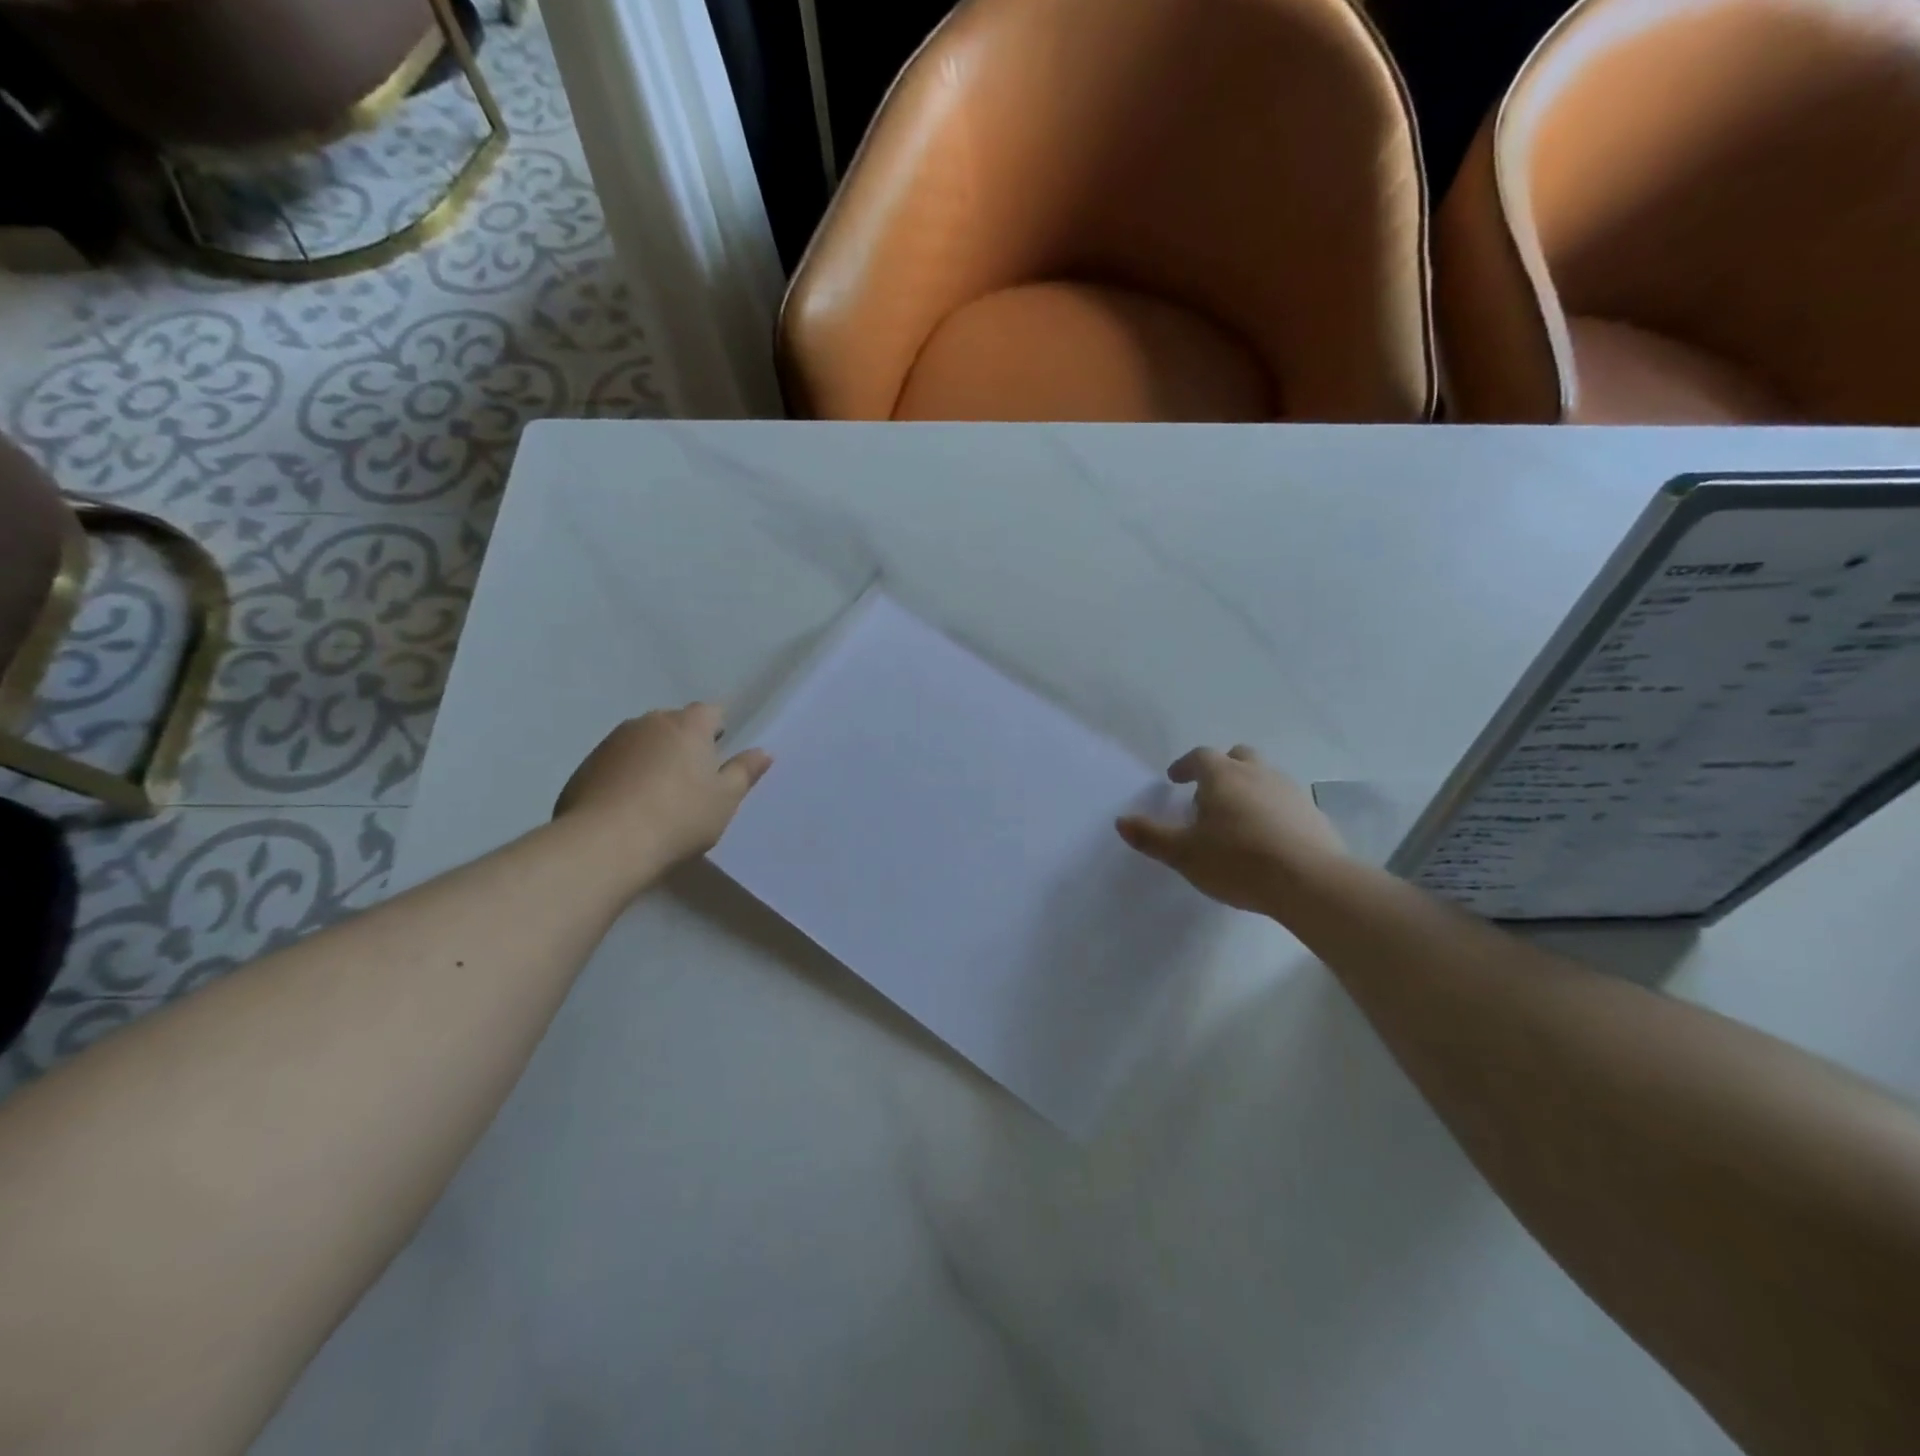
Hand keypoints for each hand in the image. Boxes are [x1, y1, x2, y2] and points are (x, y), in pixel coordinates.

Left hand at [554, 704, 771, 875]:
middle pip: (674, 724)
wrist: (606, 844)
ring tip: (658, 796)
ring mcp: (613, 742)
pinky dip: (626, 775)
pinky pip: (617, 762)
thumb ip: (744, 772)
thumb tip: (763, 752)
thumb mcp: (725, 799)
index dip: (718, 729)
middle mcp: (648, 723)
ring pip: (643, 741)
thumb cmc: (679, 817)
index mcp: (687, 725)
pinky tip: (629, 807)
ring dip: (653, 758)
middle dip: (684, 743)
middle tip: (693, 780)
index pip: (710, 711)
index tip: (720, 755)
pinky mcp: (586, 766)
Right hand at [1117, 745, 1346, 913]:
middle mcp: (1258, 774)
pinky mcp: (1313, 814)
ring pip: (1265, 777)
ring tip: (1237, 818)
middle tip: (1208, 792)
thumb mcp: (1184, 854)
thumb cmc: (1237, 861)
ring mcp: (1290, 791)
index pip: (1200, 757)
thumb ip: (1151, 837)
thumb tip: (1121, 821)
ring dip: (1248, 788)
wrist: (1309, 882)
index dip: (1185, 766)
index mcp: (1224, 776)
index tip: (1175, 779)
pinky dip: (1272, 809)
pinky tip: (1267, 837)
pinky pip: (1285, 801)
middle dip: (1221, 768)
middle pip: (1238, 757)